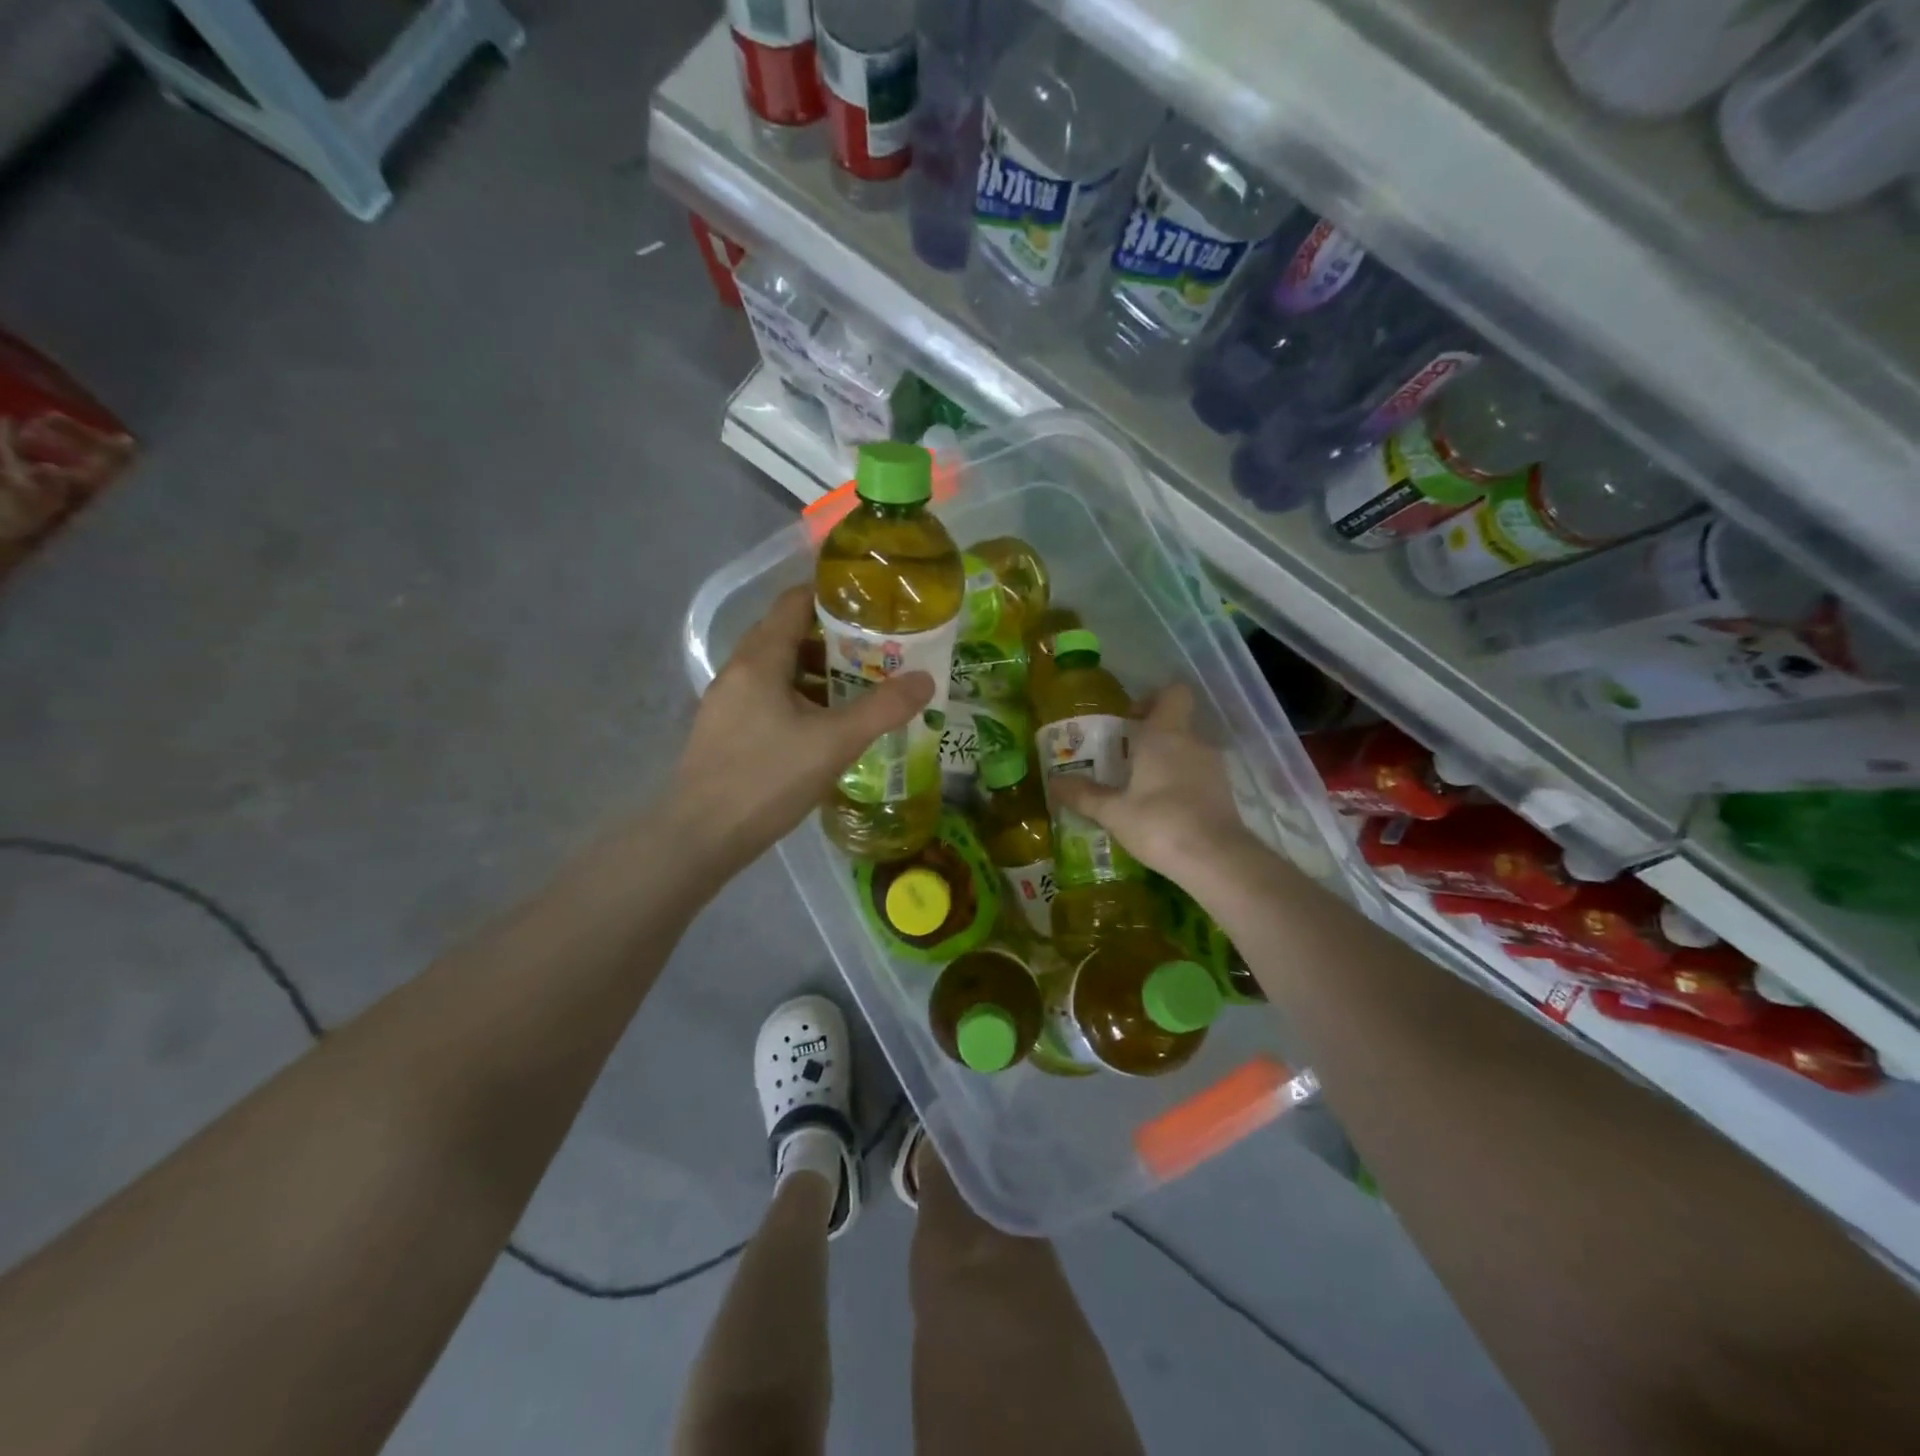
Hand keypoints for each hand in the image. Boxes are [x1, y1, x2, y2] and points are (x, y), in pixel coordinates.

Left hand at [669, 585, 934, 872]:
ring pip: (779, 671)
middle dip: (834, 639)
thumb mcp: (834, 743)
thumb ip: (882, 709)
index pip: (794, 602)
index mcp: (759, 659)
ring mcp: (727, 702)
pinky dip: (800, 699)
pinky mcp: (726, 731)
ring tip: (860, 689)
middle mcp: (738, 670)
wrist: (700, 837)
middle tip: (878, 651)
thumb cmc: (767, 779)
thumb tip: (926, 680)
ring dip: (818, 673)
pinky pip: (768, 698)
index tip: (873, 605)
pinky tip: (825, 728)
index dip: (833, 596)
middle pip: (788, 635)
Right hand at [1049, 684, 1264, 890]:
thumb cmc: (1159, 823)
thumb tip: (1054, 782)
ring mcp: (1214, 768)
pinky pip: (1198, 776)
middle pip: (1176, 724)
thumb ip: (1084, 795)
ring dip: (1166, 763)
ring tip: (1140, 790)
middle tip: (1123, 760)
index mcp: (1165, 734)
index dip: (1152, 699)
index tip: (1130, 720)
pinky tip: (1163, 812)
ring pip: (1187, 751)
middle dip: (1150, 737)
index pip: (1172, 693)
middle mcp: (1193, 742)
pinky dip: (1181, 785)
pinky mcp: (1225, 793)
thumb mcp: (1113, 812)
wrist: (1217, 860)